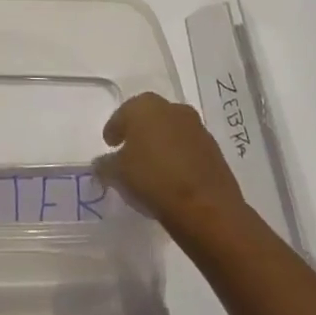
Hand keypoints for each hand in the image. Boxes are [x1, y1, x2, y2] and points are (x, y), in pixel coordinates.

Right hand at [95, 92, 244, 232]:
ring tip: (152, 166)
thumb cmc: (153, 180)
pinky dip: (179, 156)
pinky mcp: (214, 149)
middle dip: (139, 131)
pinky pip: (188, 147)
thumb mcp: (117, 174)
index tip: (110, 144)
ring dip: (161, 143)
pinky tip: (172, 175)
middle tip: (129, 151)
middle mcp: (172, 109)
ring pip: (171, 131)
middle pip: (149, 117)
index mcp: (145, 107)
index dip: (114, 129)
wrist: (206, 208)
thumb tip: (101, 164)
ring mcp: (196, 128)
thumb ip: (105, 165)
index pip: (123, 114)